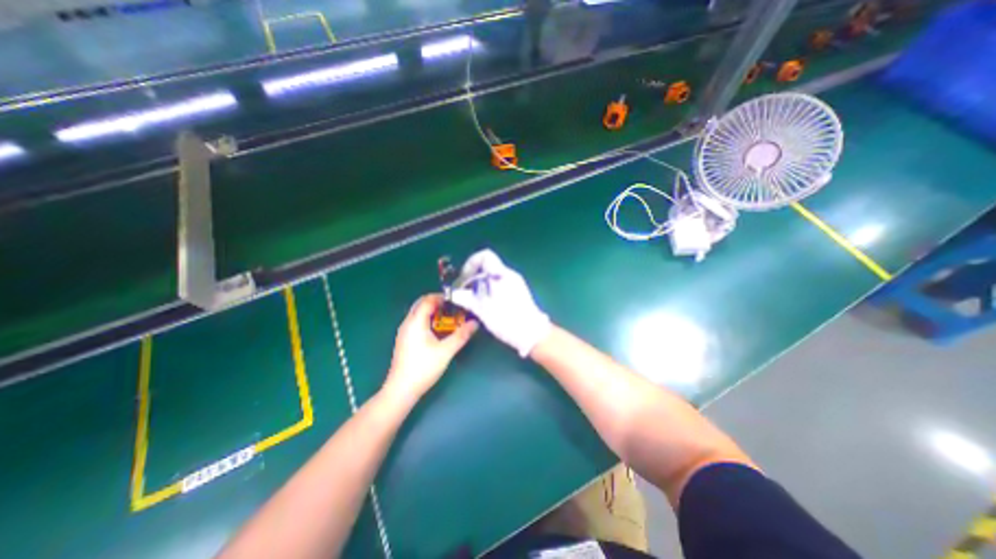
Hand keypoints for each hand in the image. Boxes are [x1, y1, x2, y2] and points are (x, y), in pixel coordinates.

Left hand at [382, 294, 475, 398]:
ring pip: (418, 314)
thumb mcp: (446, 351)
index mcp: (416, 322)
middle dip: (438, 304)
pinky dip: (428, 321)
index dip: (442, 297)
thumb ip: (461, 335)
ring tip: (449, 319)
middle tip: (454, 308)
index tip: (456, 300)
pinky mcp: (404, 341)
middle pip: (422, 305)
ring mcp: (404, 332)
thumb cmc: (423, 368)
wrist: (401, 390)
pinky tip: (438, 332)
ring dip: (433, 313)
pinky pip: (416, 323)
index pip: (427, 300)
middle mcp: (407, 323)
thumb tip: (475, 323)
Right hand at [453, 248, 552, 358]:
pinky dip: (487, 289)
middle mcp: (509, 274)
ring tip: (471, 299)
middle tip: (464, 291)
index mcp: (502, 274)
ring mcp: (514, 282)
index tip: (464, 279)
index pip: (484, 255)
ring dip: (479, 284)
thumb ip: (467, 298)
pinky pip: (498, 283)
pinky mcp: (517, 291)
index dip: (470, 263)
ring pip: (491, 276)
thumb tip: (452, 293)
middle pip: (486, 266)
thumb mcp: (484, 310)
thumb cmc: (509, 321)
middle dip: (472, 276)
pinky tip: (484, 303)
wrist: (533, 334)